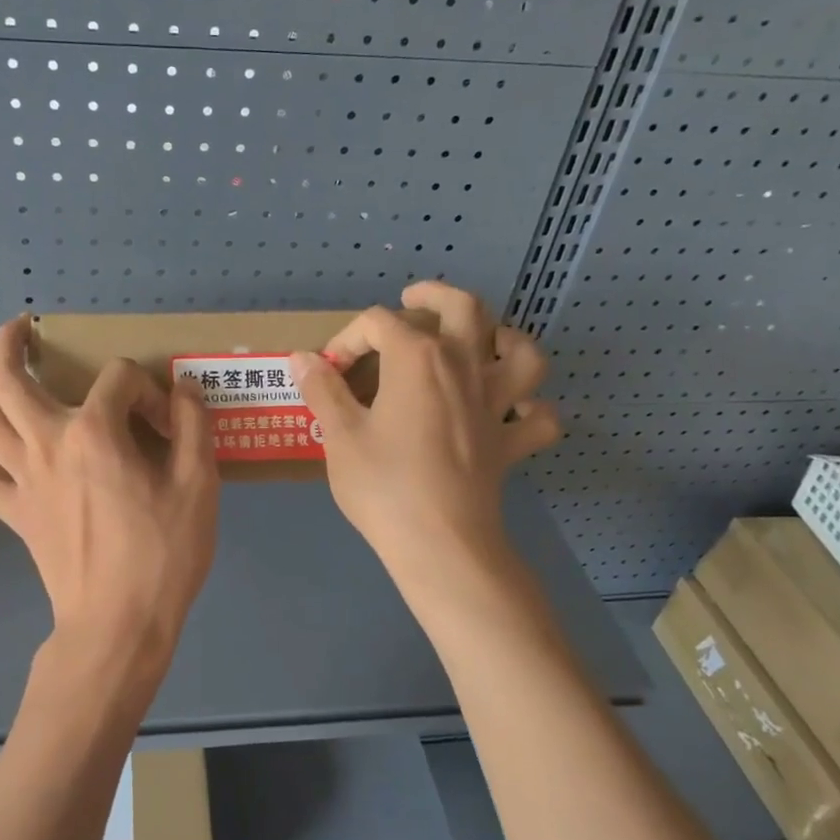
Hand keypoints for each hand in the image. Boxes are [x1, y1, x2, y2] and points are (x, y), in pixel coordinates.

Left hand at [0, 317, 219, 681]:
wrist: (119, 625)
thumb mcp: (199, 485)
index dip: (148, 389)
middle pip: (5, 379)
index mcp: (94, 432)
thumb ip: (193, 426)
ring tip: (16, 392)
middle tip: (23, 330)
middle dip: (10, 344)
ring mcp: (22, 481)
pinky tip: (20, 465)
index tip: (168, 422)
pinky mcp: (15, 516)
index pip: (117, 377)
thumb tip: (182, 389)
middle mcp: (46, 445)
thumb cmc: (163, 554)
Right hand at [288, 283, 558, 581]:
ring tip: (481, 341)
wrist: (441, 544)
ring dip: (502, 337)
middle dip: (435, 295)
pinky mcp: (511, 442)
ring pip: (520, 350)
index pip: (380, 323)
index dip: (350, 338)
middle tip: (413, 298)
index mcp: (418, 358)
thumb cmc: (384, 486)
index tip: (330, 371)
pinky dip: (530, 407)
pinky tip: (512, 410)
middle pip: (463, 308)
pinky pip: (537, 416)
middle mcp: (465, 367)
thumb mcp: (340, 436)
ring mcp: (496, 404)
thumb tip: (302, 358)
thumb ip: (323, 391)